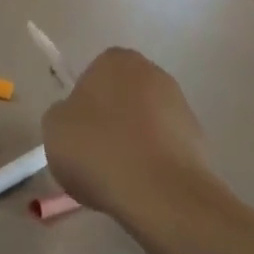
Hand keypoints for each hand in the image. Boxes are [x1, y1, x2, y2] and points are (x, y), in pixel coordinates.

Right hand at [42, 48, 209, 222]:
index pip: (92, 75)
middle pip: (121, 98)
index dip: (81, 105)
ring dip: (132, 143)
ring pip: (144, 124)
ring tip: (116, 178)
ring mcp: (181, 106)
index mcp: (116, 60)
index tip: (76, 132)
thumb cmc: (98, 149)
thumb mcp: (53, 127)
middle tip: (92, 154)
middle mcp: (152, 73)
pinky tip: (140, 187)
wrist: (161, 193)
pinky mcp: (199, 141)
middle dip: (109, 121)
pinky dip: (152, 164)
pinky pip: (163, 149)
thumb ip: (62, 114)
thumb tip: (77, 120)